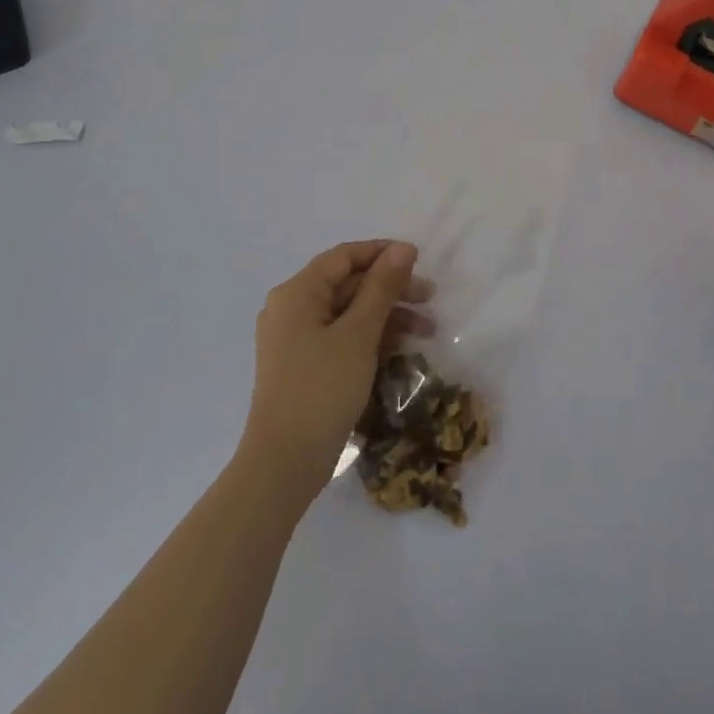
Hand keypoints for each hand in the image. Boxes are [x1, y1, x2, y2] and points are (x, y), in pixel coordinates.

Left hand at [239, 240, 434, 498]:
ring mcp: (294, 340)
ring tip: (426, 330)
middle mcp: (290, 309)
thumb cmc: (322, 389)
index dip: (383, 253)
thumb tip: (403, 248)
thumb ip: (382, 287)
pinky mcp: (302, 366)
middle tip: (430, 298)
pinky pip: (340, 337)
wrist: (283, 464)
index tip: (420, 260)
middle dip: (390, 288)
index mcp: (297, 293)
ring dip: (386, 315)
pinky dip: (369, 338)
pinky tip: (400, 349)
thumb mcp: (359, 334)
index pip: (344, 256)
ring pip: (347, 312)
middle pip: (347, 283)